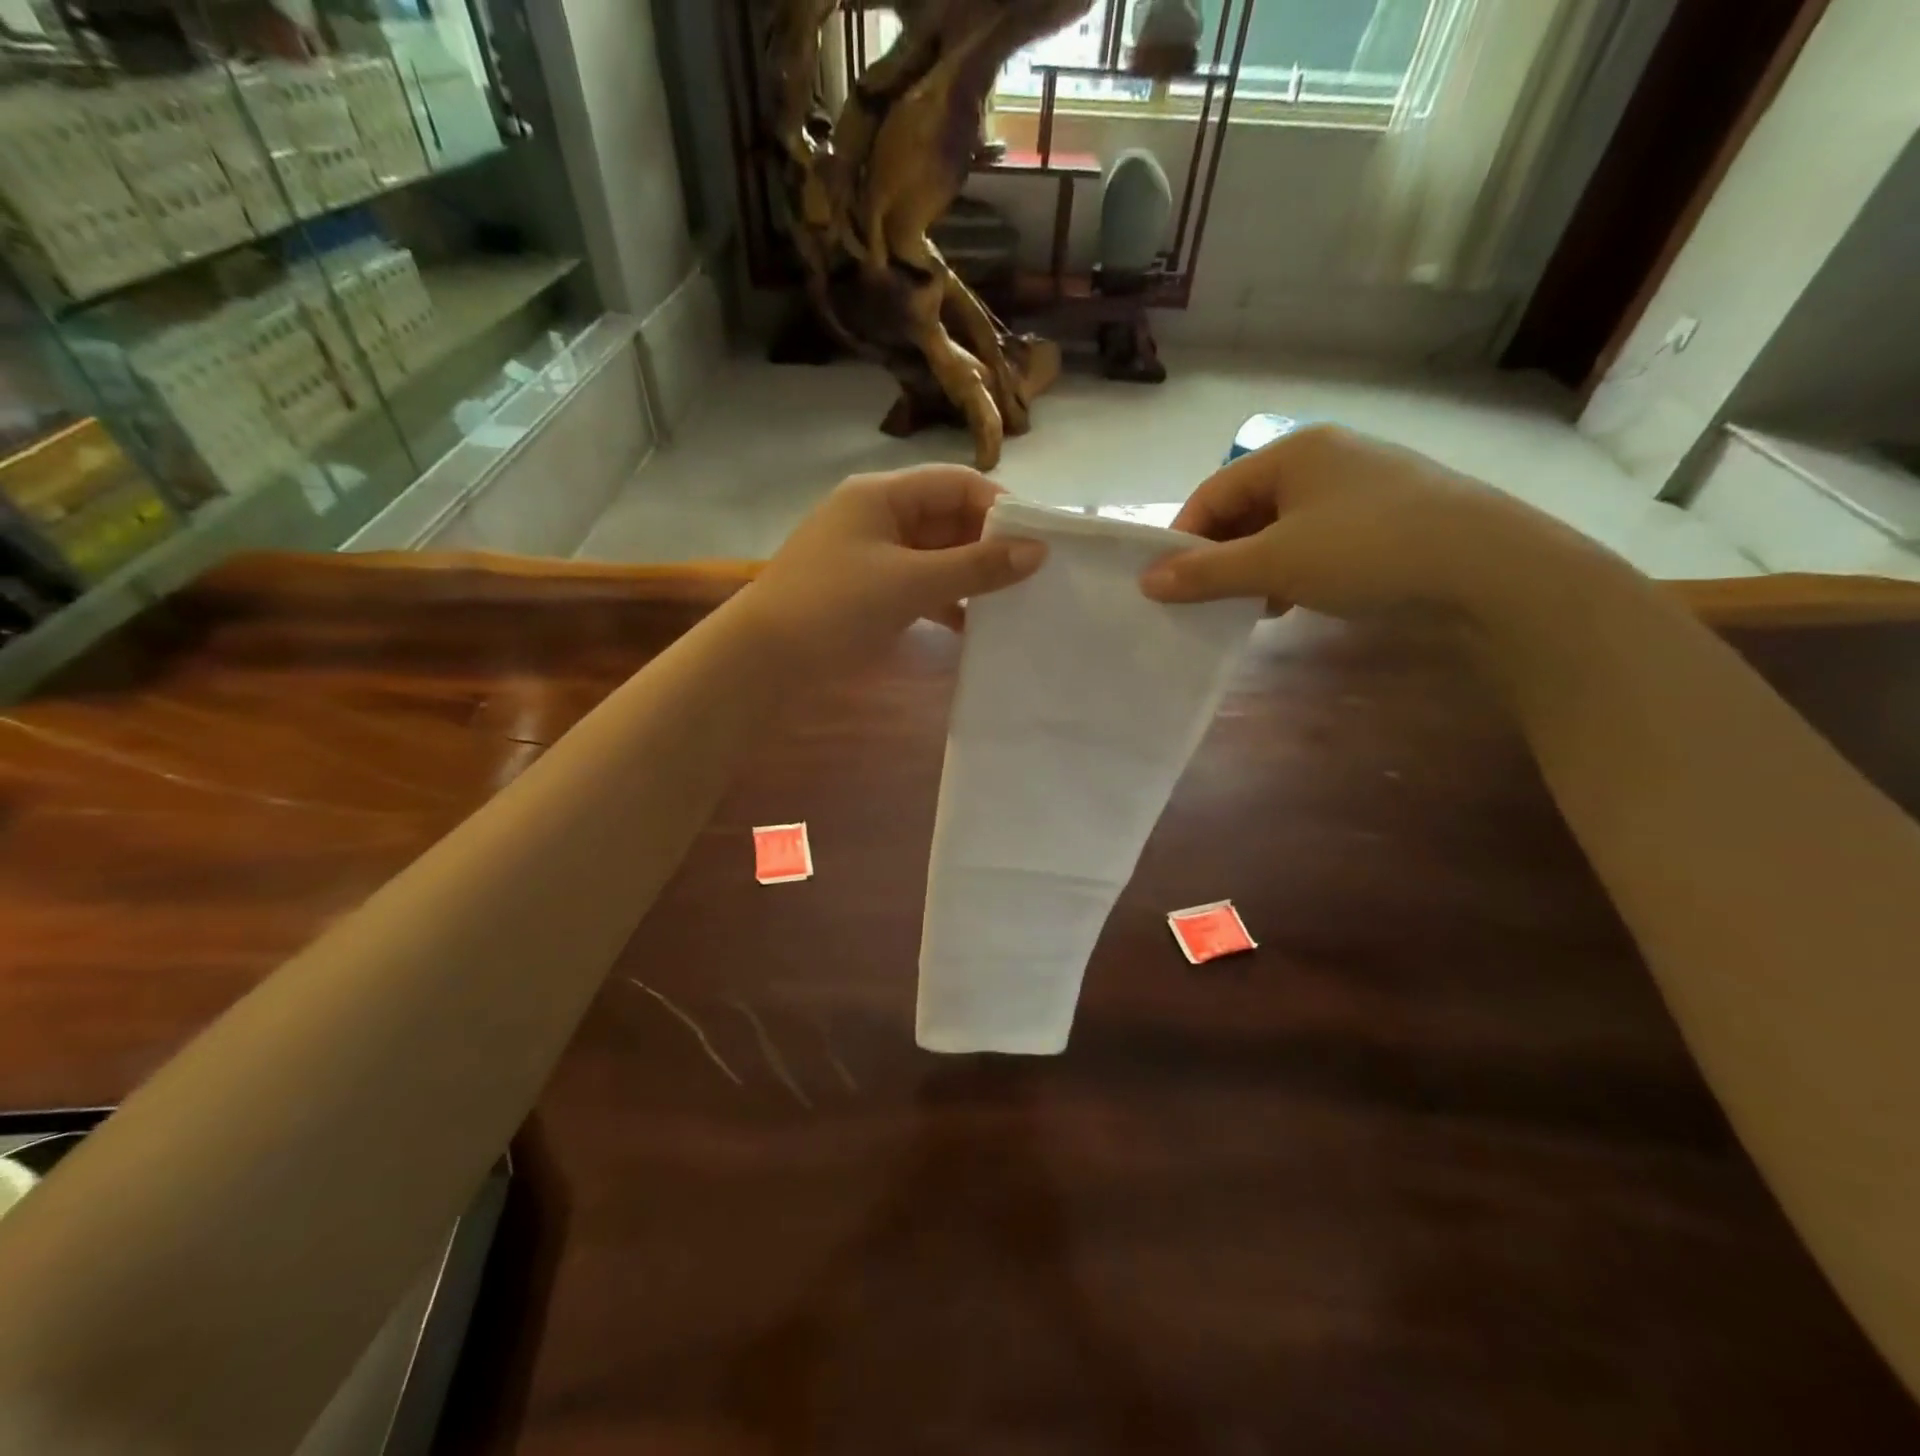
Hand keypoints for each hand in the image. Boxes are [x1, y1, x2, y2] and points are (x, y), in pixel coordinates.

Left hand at [742, 466, 1046, 669]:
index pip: (956, 483)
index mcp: (882, 495)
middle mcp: (878, 516)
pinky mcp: (867, 592)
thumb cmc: (835, 607)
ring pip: (935, 555)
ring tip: (1012, 602)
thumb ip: (975, 567)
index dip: (999, 508)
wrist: (764, 660)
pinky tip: (972, 625)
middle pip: (947, 518)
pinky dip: (945, 600)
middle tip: (1032, 577)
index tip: (1037, 543)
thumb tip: (1038, 551)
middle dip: (988, 544)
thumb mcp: (910, 583)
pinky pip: (918, 585)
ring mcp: (871, 556)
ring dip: (969, 575)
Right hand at [1140, 425, 1614, 620]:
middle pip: (1245, 509)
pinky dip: (1291, 570)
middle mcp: (1323, 458)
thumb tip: (1146, 582)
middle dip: (1219, 557)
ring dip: (1253, 569)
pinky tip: (1289, 603)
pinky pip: (1314, 541)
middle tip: (1203, 601)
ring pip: (1280, 529)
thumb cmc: (1368, 551)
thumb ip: (1206, 573)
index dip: (1182, 539)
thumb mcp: (1275, 564)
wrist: (1490, 569)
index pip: (1212, 493)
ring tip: (1246, 608)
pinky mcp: (1384, 517)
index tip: (1167, 585)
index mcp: (1292, 451)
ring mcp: (1358, 487)